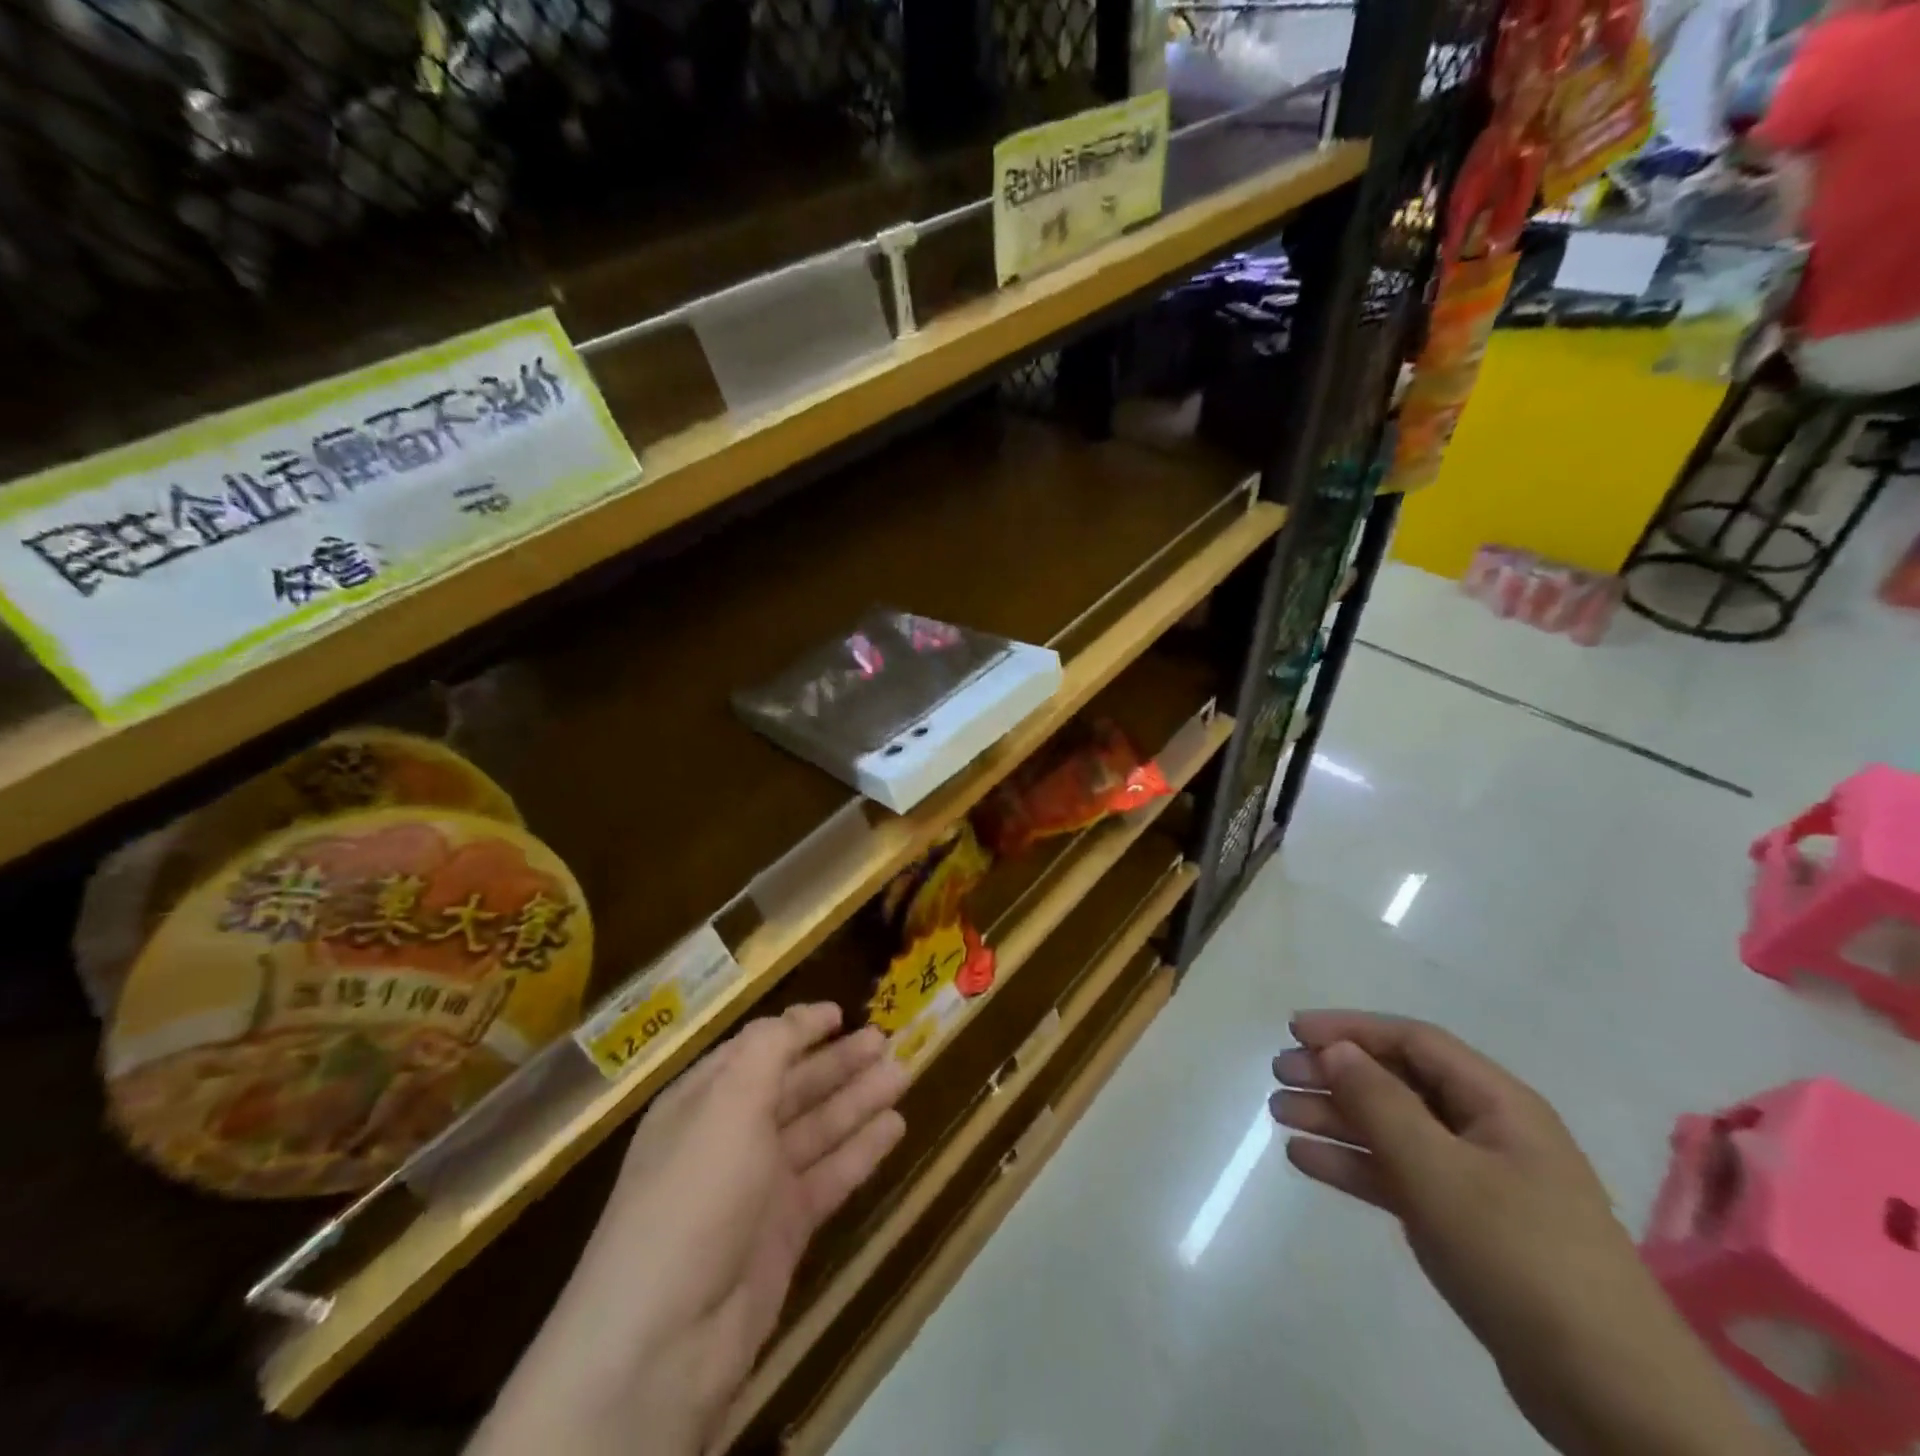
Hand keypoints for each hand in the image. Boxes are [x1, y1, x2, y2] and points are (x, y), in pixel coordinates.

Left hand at [470, 1004, 908, 1455]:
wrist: (665, 1341)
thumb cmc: (695, 1195)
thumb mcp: (728, 1104)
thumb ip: (768, 1051)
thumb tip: (797, 1018)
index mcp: (702, 1101)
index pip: (757, 1050)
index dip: (798, 1029)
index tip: (840, 1012)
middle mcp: (728, 1137)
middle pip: (792, 1087)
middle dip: (837, 1062)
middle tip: (884, 1039)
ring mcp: (757, 1187)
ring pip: (817, 1129)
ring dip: (858, 1099)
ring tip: (902, 1072)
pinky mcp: (784, 1231)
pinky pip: (830, 1176)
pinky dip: (861, 1150)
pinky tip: (895, 1126)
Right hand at [1271, 1011, 1772, 1455]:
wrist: (1612, 1396)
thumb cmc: (1523, 1257)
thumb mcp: (1442, 1172)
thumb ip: (1382, 1103)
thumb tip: (1337, 1050)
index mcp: (1498, 1103)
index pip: (1413, 1042)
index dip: (1352, 1029)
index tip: (1293, 1031)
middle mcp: (1486, 1131)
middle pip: (1398, 1082)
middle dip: (1335, 1073)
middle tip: (1279, 1076)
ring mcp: (1476, 1180)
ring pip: (1392, 1129)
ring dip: (1336, 1117)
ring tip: (1279, 1114)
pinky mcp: (1465, 1225)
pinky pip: (1398, 1176)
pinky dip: (1354, 1165)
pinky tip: (1307, 1161)